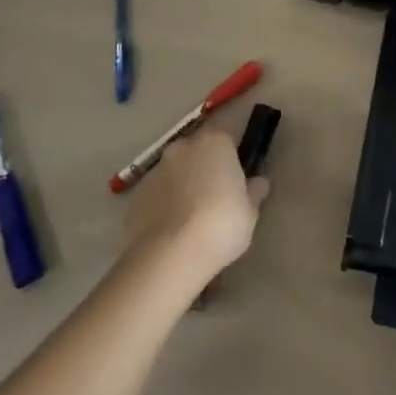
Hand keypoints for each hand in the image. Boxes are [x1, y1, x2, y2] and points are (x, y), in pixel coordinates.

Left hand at [122, 127, 270, 287]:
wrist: (170, 255)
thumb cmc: (221, 225)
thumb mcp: (250, 212)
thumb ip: (254, 192)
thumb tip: (258, 182)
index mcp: (215, 142)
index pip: (228, 139)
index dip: (232, 158)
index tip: (237, 180)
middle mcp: (183, 147)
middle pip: (198, 152)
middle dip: (206, 168)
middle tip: (216, 199)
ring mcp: (156, 170)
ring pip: (176, 172)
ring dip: (184, 186)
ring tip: (191, 219)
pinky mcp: (136, 195)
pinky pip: (157, 194)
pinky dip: (164, 205)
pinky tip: (172, 231)